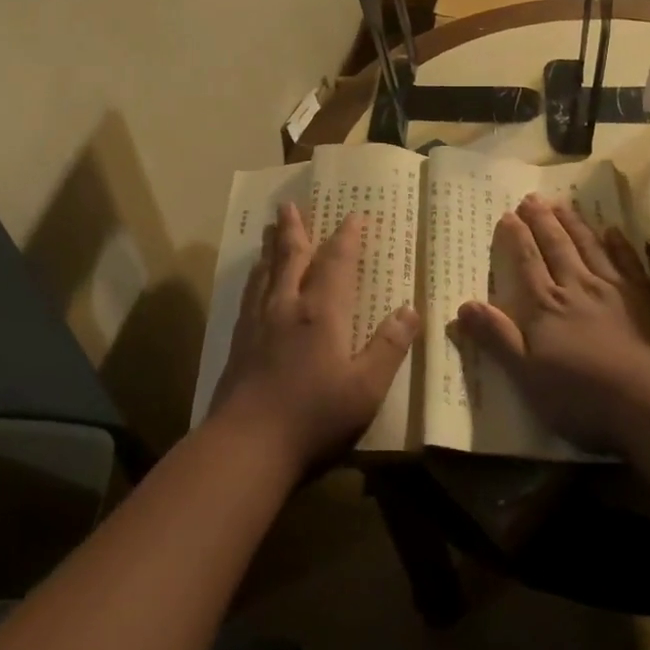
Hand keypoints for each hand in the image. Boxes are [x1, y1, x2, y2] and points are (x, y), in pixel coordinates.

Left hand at [211, 203, 418, 474]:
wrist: (246, 444)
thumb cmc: (313, 416)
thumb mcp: (366, 387)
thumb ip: (388, 347)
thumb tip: (410, 310)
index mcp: (321, 312)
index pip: (336, 262)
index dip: (347, 237)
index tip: (354, 214)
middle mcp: (287, 306)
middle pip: (291, 258)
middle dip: (295, 229)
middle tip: (289, 204)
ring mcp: (258, 323)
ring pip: (266, 273)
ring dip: (272, 249)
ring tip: (272, 232)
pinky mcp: (238, 343)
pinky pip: (249, 296)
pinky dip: (255, 278)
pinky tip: (254, 283)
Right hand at [455, 196, 649, 451]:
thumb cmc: (585, 397)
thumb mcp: (528, 377)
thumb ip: (497, 339)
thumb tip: (461, 307)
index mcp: (547, 308)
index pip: (527, 264)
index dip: (516, 239)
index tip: (508, 214)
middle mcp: (578, 288)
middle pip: (557, 247)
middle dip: (542, 222)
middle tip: (532, 198)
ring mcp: (616, 290)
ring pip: (590, 247)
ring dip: (574, 224)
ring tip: (562, 204)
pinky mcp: (649, 298)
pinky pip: (629, 261)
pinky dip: (619, 244)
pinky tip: (614, 230)